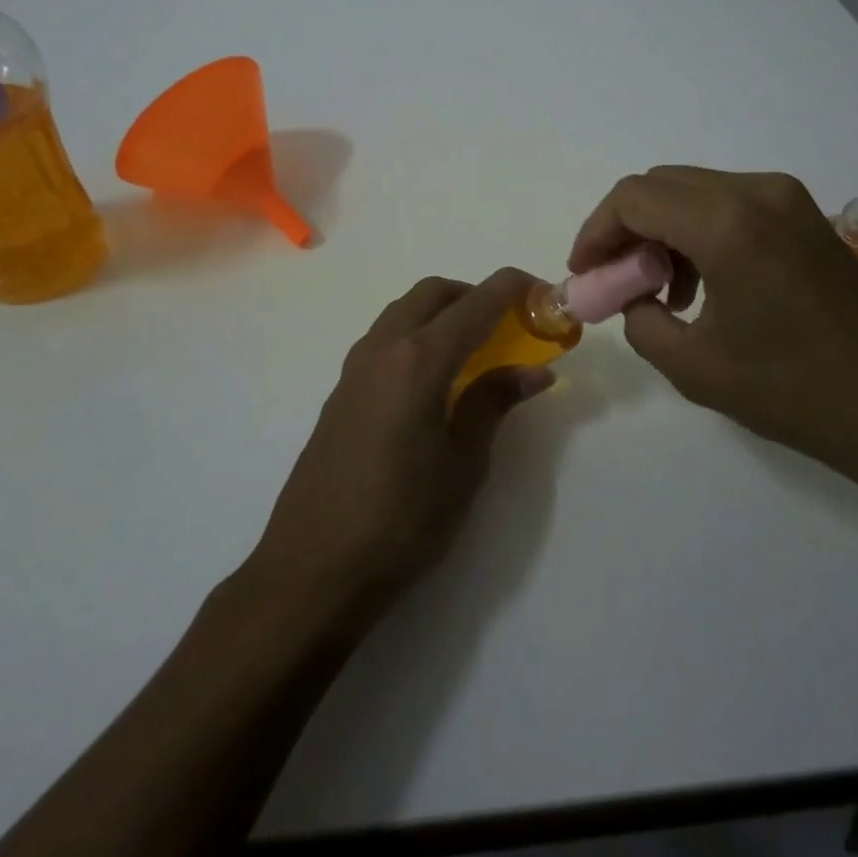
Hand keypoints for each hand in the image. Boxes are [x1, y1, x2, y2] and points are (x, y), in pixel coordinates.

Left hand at [249, 268, 554, 615]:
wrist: (313, 568)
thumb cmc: (401, 521)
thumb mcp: (463, 465)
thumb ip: (493, 404)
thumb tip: (534, 371)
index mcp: (419, 360)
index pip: (475, 303)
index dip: (513, 289)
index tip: (544, 293)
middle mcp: (382, 348)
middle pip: (433, 293)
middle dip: (474, 295)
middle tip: (508, 326)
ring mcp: (354, 368)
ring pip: (403, 311)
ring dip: (442, 313)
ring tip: (474, 352)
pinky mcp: (340, 391)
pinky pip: (384, 339)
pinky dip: (416, 336)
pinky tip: (433, 381)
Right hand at [570, 167, 857, 496]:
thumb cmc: (797, 391)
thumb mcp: (694, 367)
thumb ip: (641, 322)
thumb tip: (634, 298)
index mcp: (726, 222)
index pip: (633, 198)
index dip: (596, 232)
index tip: (585, 274)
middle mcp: (758, 192)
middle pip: (662, 186)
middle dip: (626, 229)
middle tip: (616, 279)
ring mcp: (791, 201)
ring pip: (697, 193)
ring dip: (663, 231)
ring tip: (660, 292)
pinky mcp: (810, 220)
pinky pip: (733, 207)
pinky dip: (701, 233)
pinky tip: (706, 286)